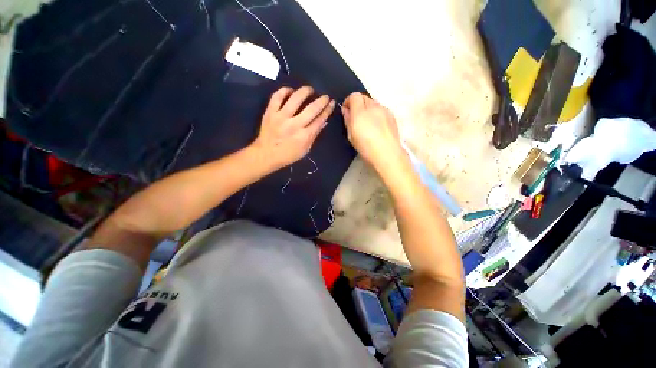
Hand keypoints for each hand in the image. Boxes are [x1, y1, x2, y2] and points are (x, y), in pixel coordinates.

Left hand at [252, 86, 334, 168]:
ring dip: (305, 91)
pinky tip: (291, 90)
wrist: (266, 155)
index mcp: (304, 136)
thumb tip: (324, 122)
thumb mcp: (305, 149)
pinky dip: (285, 90)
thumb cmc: (288, 155)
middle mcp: (294, 125)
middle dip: (322, 100)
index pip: (320, 120)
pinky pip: (278, 96)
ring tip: (310, 89)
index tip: (332, 103)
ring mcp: (281, 117)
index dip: (327, 110)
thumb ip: (314, 135)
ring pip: (295, 99)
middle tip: (325, 96)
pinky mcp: (270, 112)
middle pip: (312, 109)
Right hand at [342, 92, 403, 172]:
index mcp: (361, 112)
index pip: (354, 96)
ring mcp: (385, 110)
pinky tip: (377, 127)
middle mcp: (374, 107)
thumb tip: (346, 110)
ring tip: (367, 124)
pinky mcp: (392, 116)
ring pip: (373, 103)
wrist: (388, 154)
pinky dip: (376, 114)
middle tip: (356, 118)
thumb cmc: (366, 148)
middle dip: (358, 104)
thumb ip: (348, 120)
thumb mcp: (351, 136)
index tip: (347, 111)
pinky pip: (381, 110)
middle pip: (364, 97)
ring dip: (368, 109)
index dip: (349, 101)